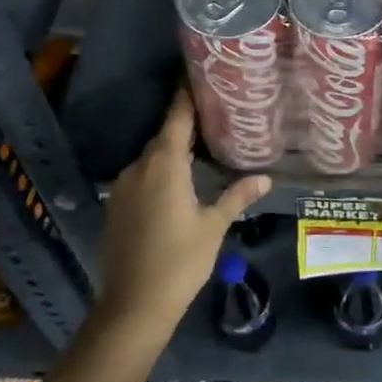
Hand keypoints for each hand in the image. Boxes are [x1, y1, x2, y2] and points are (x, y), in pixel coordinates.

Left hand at [99, 91, 269, 332]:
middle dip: (186, 126)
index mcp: (164, 165)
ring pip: (151, 158)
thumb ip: (237, 196)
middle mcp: (139, 168)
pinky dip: (159, 173)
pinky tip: (178, 184)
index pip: (177, 118)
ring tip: (201, 150)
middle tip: (214, 117)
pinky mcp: (115, 206)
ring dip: (172, 152)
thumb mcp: (214, 227)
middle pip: (164, 136)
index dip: (187, 96)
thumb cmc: (180, 262)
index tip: (199, 75)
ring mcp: (122, 187)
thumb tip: (265, 177)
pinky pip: (141, 177)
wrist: (133, 306)